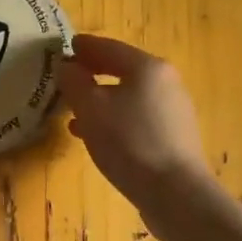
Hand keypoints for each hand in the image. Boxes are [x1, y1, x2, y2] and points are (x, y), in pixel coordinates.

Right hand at [57, 35, 216, 229]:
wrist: (176, 194)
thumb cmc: (129, 143)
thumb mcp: (90, 110)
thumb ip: (74, 83)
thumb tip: (67, 67)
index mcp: (147, 68)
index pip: (109, 47)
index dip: (84, 47)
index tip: (65, 46)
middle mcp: (166, 82)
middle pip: (123, 70)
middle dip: (93, 73)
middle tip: (68, 76)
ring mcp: (174, 110)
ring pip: (130, 96)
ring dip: (101, 100)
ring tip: (74, 112)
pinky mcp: (175, 137)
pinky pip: (138, 118)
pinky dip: (115, 119)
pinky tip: (97, 136)